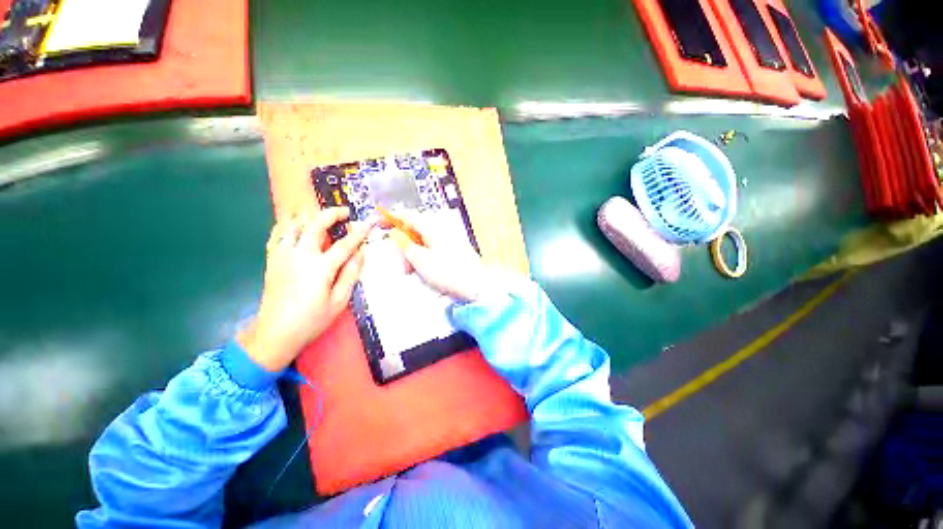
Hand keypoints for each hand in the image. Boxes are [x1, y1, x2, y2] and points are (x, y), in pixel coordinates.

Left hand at [238, 208, 371, 371]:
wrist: (275, 333)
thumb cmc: (311, 320)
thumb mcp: (339, 301)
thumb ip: (351, 274)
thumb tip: (360, 253)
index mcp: (320, 268)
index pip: (344, 244)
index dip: (358, 233)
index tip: (368, 224)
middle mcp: (300, 255)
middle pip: (315, 224)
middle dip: (332, 214)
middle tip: (345, 213)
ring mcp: (282, 255)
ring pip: (294, 224)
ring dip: (311, 217)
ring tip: (323, 219)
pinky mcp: (272, 259)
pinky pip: (278, 233)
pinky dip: (289, 224)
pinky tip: (297, 226)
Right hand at [387, 211, 485, 302]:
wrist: (476, 284)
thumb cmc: (447, 271)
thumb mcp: (420, 259)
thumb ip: (405, 246)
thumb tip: (397, 235)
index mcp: (431, 227)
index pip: (407, 216)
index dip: (392, 218)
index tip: (379, 224)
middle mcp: (441, 228)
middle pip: (415, 230)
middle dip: (405, 246)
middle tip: (403, 266)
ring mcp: (448, 238)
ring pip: (423, 241)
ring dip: (414, 254)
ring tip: (413, 272)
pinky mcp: (453, 248)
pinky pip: (433, 248)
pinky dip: (425, 257)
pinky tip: (424, 270)